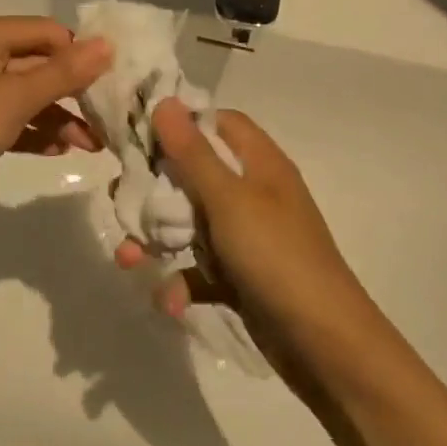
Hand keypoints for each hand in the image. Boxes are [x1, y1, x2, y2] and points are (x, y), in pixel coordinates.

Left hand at [0, 16, 112, 218]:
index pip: (46, 32)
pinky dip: (28, 131)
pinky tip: (56, 151)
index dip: (80, 56)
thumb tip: (107, 43)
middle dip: (71, 93)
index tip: (112, 87)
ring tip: (90, 146)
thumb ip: (62, 73)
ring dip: (54, 116)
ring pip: (19, 95)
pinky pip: (1, 117)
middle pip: (33, 63)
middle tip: (106, 122)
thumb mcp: (12, 100)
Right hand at [116, 99, 379, 387]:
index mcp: (259, 164)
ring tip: (128, 259)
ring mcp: (248, 237)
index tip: (138, 135)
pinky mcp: (241, 277)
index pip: (217, 124)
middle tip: (121, 200)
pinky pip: (201, 270)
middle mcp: (253, 194)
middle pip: (195, 174)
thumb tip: (165, 101)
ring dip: (158, 240)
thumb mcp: (230, 199)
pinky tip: (169, 302)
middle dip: (155, 189)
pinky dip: (181, 283)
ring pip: (191, 224)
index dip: (180, 124)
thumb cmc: (277, 256)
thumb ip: (193, 153)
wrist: (325, 344)